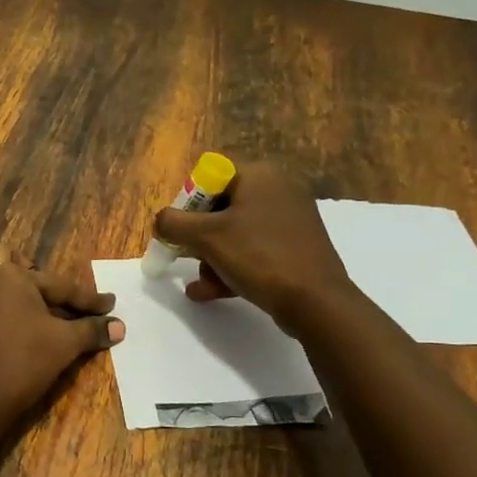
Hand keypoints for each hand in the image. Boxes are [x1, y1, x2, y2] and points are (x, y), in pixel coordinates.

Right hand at [152, 160, 351, 333]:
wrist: (315, 301)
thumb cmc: (258, 257)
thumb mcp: (206, 237)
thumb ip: (173, 223)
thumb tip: (160, 220)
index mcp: (259, 175)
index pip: (210, 178)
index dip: (188, 205)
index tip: (179, 232)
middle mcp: (278, 190)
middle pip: (221, 208)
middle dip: (199, 238)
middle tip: (187, 259)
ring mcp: (291, 220)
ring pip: (236, 233)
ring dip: (212, 258)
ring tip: (202, 284)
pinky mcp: (297, 247)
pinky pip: (255, 250)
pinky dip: (233, 267)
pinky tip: (211, 291)